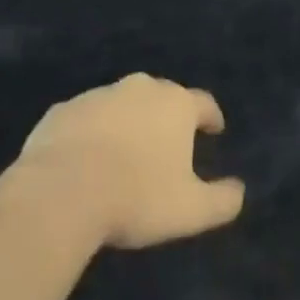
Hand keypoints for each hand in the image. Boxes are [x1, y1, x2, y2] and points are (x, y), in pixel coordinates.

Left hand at [16, 74, 245, 248]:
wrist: (59, 193)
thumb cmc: (136, 196)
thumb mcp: (190, 210)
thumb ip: (222, 200)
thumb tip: (239, 191)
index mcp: (175, 105)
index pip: (203, 103)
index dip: (211, 117)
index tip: (214, 130)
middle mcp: (140, 89)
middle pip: (162, 96)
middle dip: (167, 115)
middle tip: (167, 143)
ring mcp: (98, 95)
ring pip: (121, 104)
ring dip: (127, 122)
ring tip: (124, 152)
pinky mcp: (62, 110)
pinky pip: (84, 118)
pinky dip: (90, 132)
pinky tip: (84, 159)